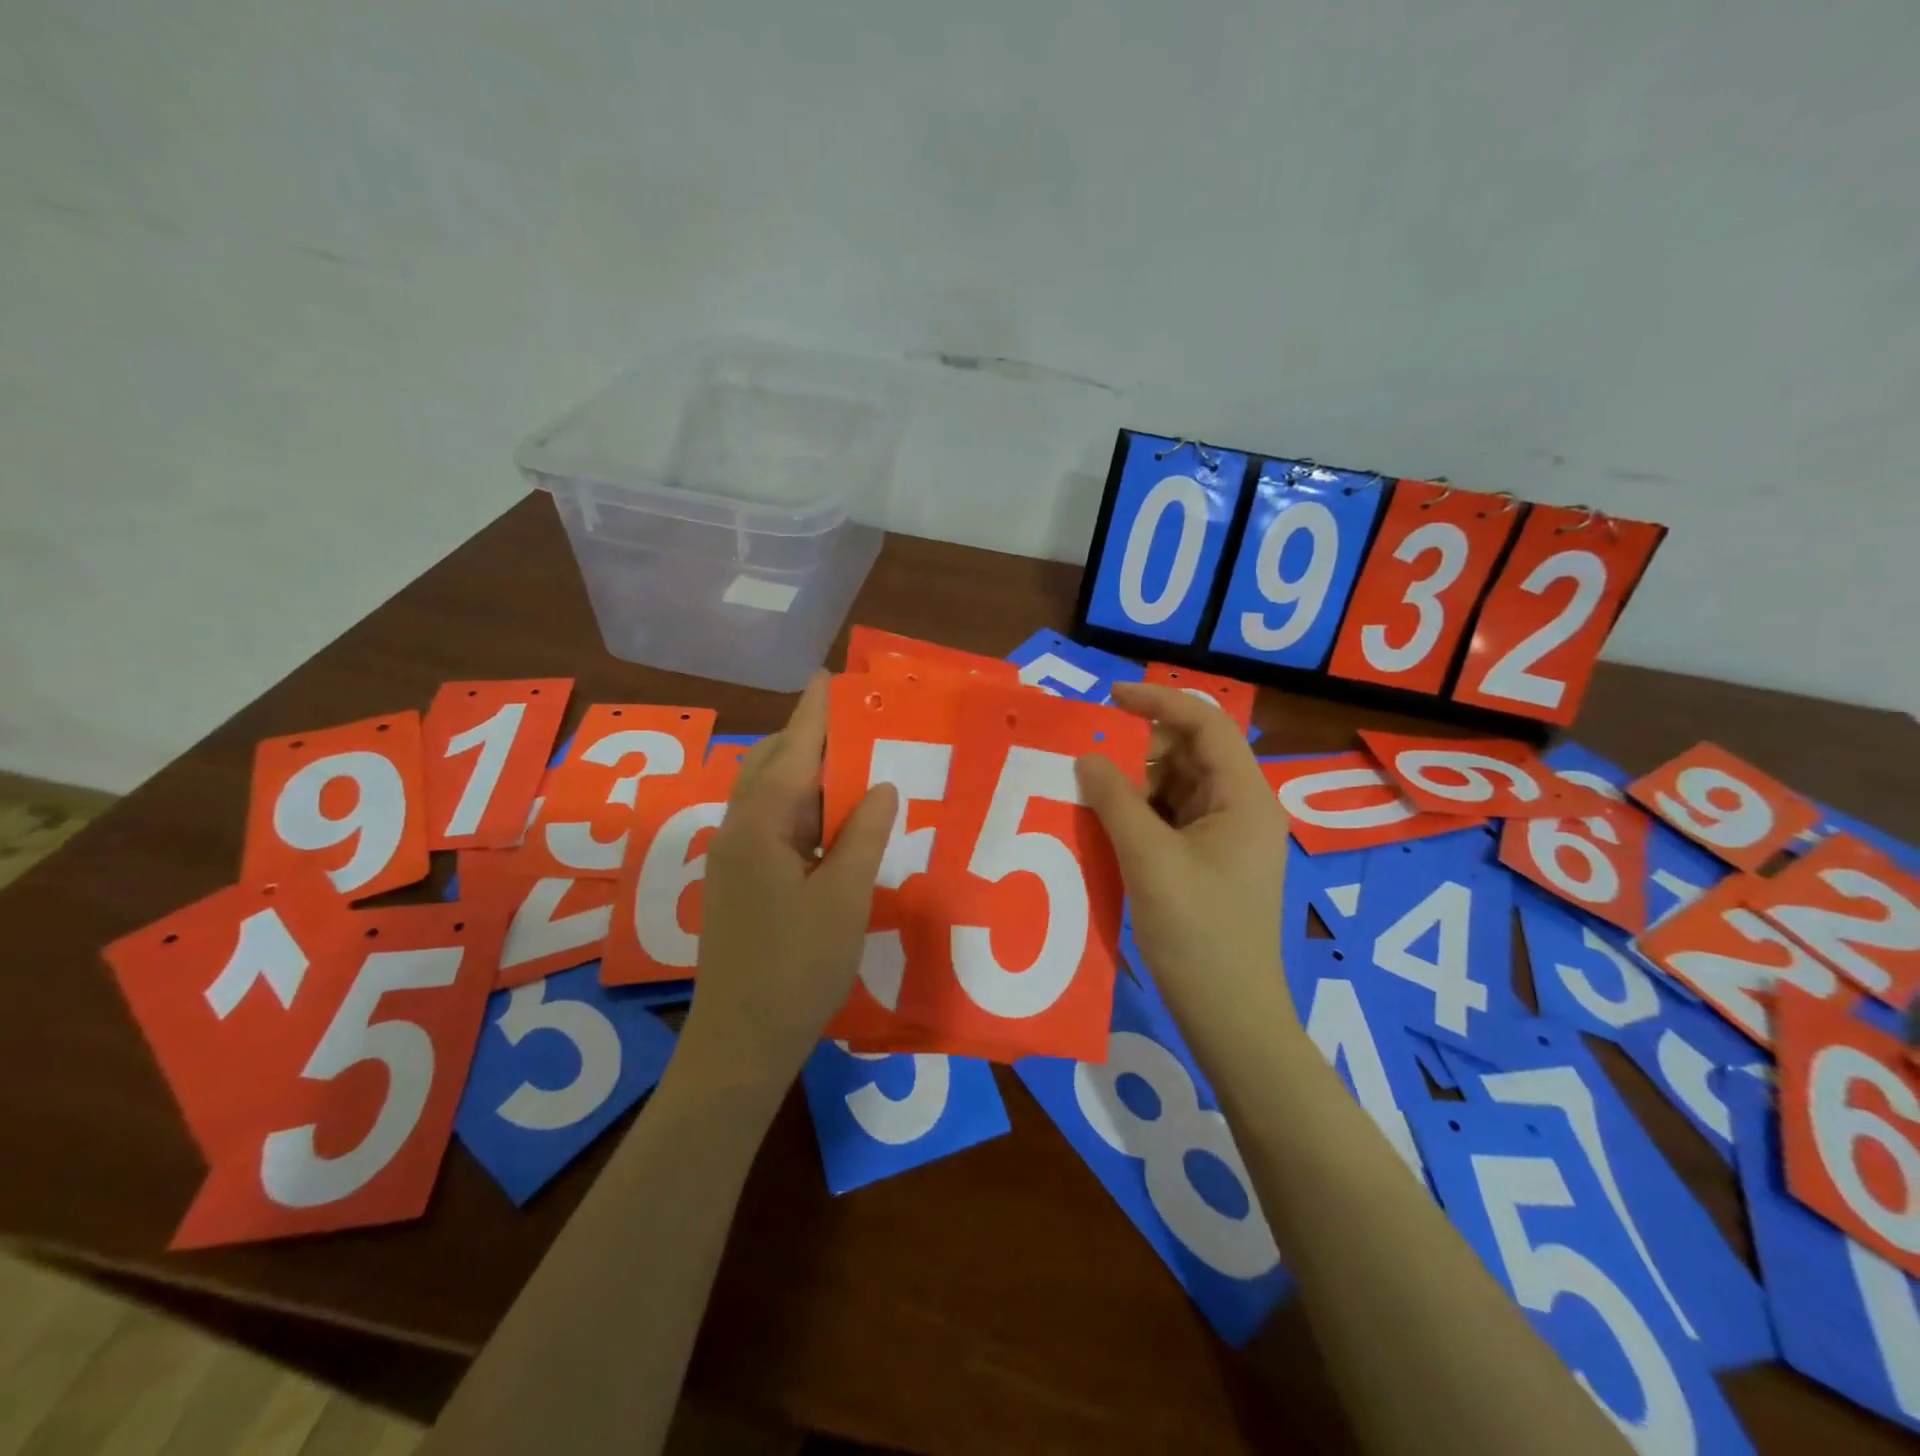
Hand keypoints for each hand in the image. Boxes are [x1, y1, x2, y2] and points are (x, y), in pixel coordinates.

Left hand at [680, 674, 898, 1088]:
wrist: (741, 1040)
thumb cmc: (798, 967)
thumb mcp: (845, 897)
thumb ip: (863, 834)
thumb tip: (883, 786)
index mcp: (760, 826)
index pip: (793, 751)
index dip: (815, 713)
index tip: (831, 677)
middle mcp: (738, 830)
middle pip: (770, 763)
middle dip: (807, 736)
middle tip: (853, 720)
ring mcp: (733, 857)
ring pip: (768, 794)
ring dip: (804, 771)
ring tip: (850, 761)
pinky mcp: (738, 881)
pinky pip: (771, 823)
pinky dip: (801, 806)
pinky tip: (832, 818)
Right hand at [1075, 682, 1291, 1034]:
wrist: (1228, 1014)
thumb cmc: (1197, 933)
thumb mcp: (1149, 859)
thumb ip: (1115, 800)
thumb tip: (1086, 757)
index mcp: (1243, 797)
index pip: (1206, 723)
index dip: (1158, 702)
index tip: (1108, 699)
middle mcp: (1240, 807)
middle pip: (1188, 753)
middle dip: (1138, 750)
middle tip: (1088, 763)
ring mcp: (1225, 836)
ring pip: (1175, 787)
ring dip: (1133, 785)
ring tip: (1088, 794)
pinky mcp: (1207, 861)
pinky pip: (1170, 818)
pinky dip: (1138, 814)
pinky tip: (1104, 825)